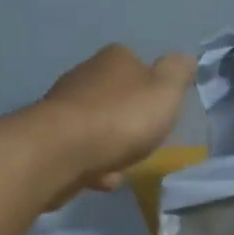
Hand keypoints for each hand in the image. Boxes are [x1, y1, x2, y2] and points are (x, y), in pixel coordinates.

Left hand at [38, 44, 196, 197]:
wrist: (60, 152)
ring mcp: (63, 105)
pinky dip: (92, 165)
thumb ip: (177, 74)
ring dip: (112, 148)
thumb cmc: (120, 118)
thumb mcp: (164, 92)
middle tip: (142, 143)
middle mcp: (85, 74)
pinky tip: (99, 178)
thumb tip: (185, 57)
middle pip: (117, 98)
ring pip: (99, 127)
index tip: (159, 113)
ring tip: (121, 165)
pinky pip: (81, 151)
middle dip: (130, 123)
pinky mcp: (49, 135)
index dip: (152, 89)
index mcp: (114, 58)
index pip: (138, 65)